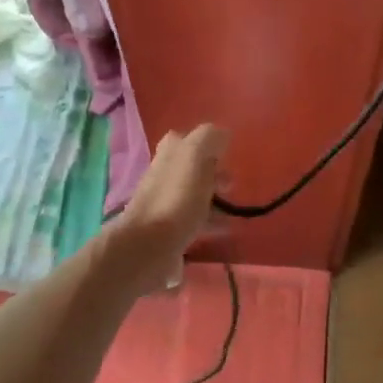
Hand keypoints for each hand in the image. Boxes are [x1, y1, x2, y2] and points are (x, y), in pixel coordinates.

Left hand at [107, 125, 228, 290]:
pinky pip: (194, 222)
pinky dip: (211, 223)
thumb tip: (222, 135)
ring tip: (234, 212)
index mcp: (170, 153)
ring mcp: (164, 203)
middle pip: (192, 169)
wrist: (147, 247)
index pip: (188, 139)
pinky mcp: (168, 231)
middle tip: (231, 186)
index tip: (227, 157)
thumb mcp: (195, 156)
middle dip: (214, 174)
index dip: (209, 145)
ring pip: (194, 195)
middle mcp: (164, 174)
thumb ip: (209, 139)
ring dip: (214, 200)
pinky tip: (224, 231)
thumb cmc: (176, 198)